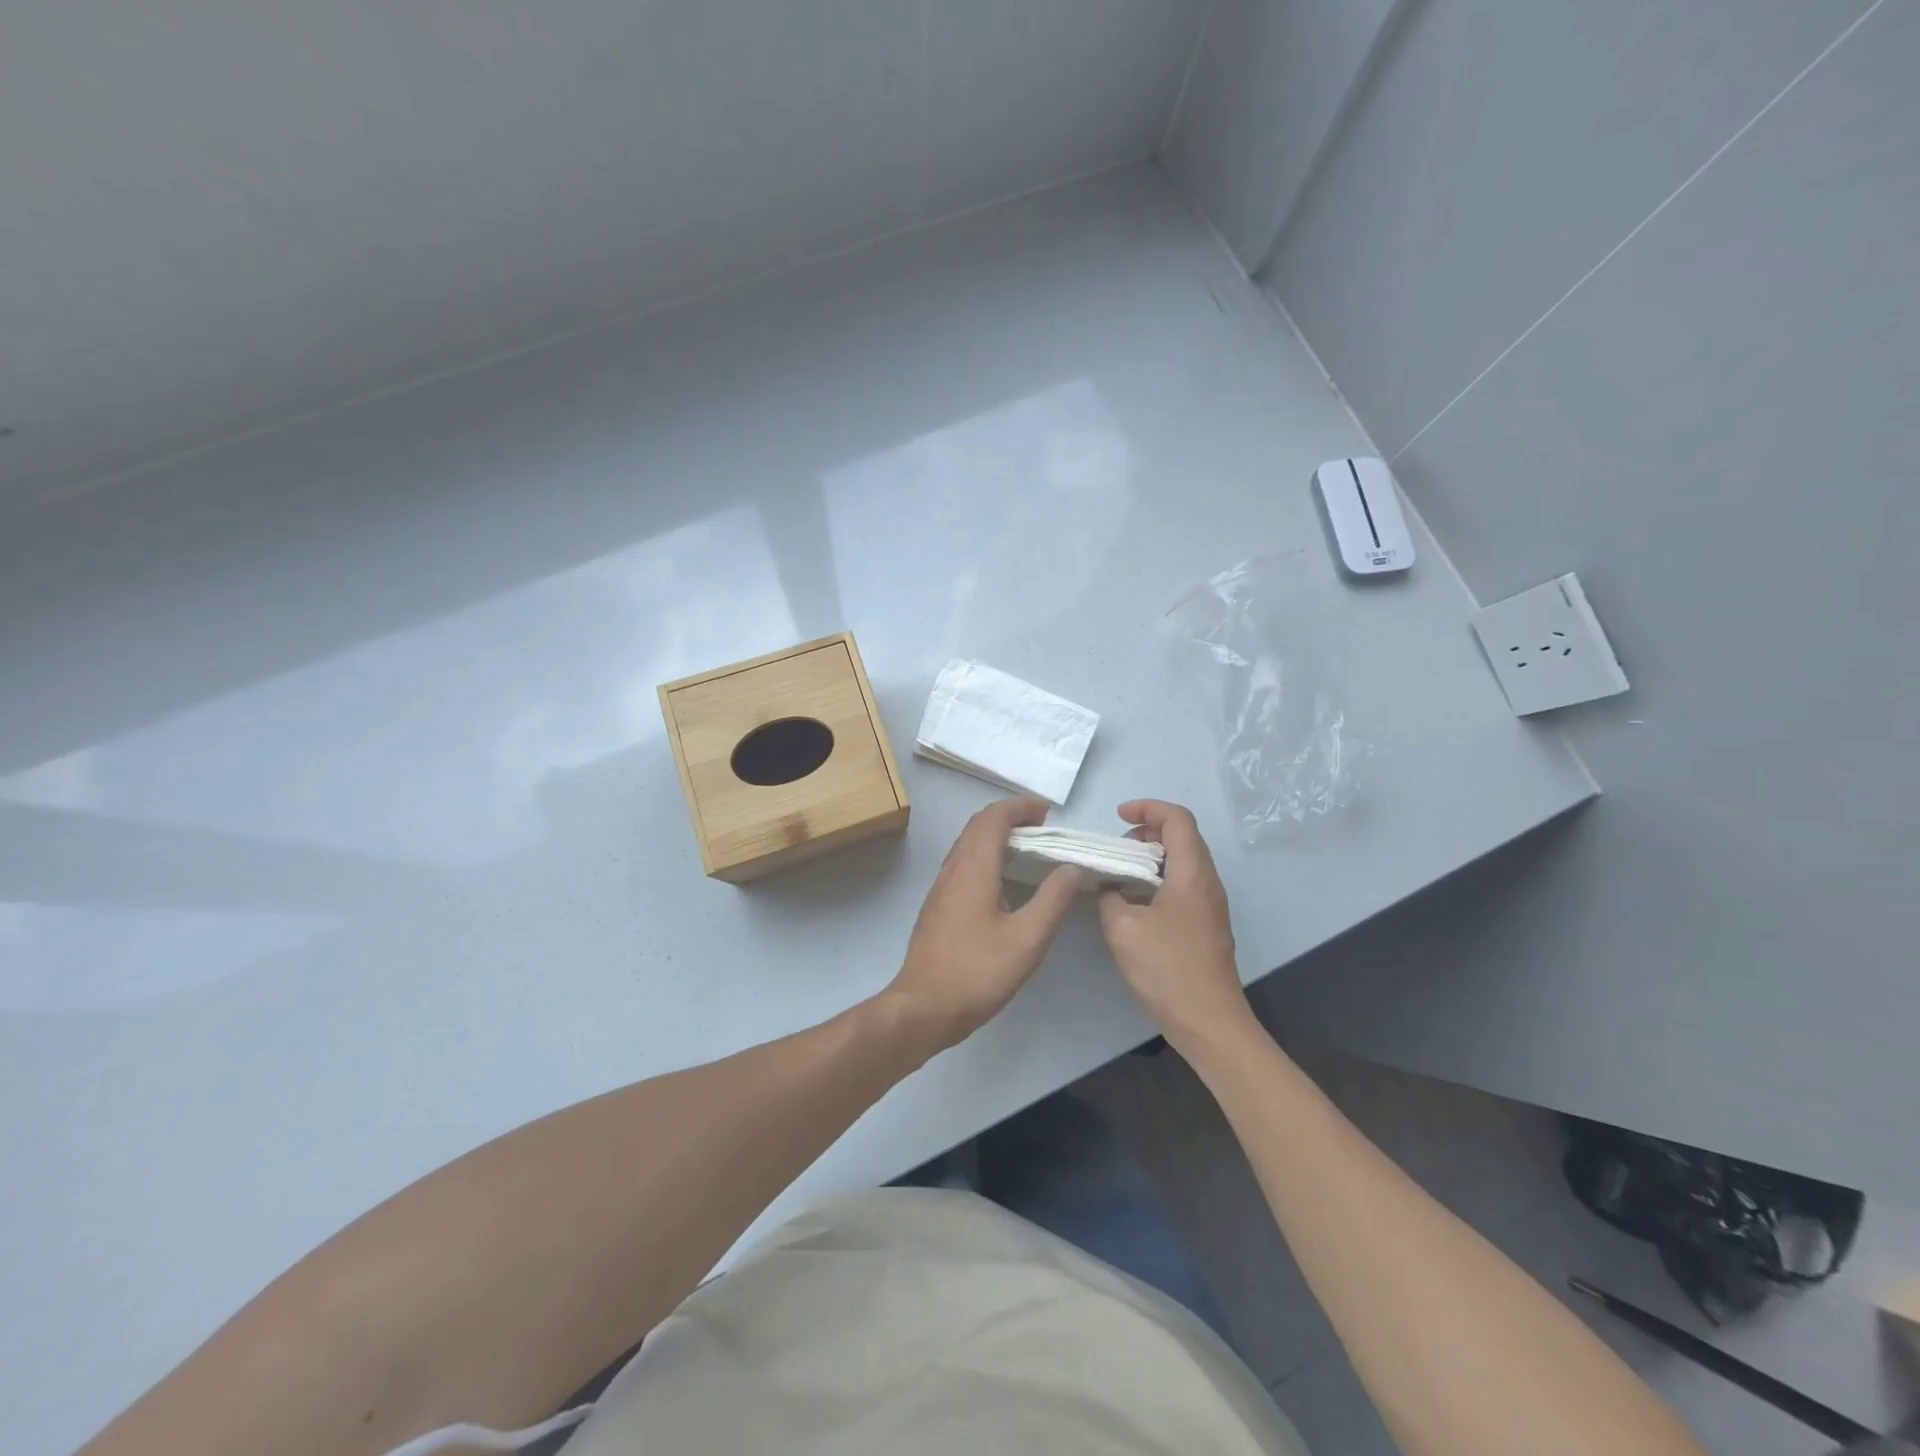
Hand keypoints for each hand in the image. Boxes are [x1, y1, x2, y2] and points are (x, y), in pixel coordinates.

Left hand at [886, 797, 1080, 1053]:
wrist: (923, 1007)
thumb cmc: (977, 972)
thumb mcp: (1027, 939)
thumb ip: (1053, 900)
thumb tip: (1071, 868)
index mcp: (974, 869)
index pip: (993, 818)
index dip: (1019, 807)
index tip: (1046, 811)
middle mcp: (953, 869)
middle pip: (977, 825)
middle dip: (1009, 816)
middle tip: (1041, 825)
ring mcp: (941, 887)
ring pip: (967, 843)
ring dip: (995, 834)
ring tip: (1026, 847)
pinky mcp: (937, 905)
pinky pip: (962, 862)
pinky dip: (985, 854)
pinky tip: (1001, 879)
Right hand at [1097, 800, 1254, 1054]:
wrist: (1209, 1022)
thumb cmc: (1168, 970)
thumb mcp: (1123, 929)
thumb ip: (1110, 896)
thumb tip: (1109, 885)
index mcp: (1192, 874)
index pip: (1178, 819)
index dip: (1148, 808)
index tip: (1118, 818)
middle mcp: (1208, 882)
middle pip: (1183, 836)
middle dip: (1147, 831)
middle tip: (1116, 849)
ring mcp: (1211, 904)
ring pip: (1184, 861)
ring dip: (1152, 856)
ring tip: (1120, 873)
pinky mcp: (1207, 924)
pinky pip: (1184, 883)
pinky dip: (1159, 878)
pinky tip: (1135, 902)